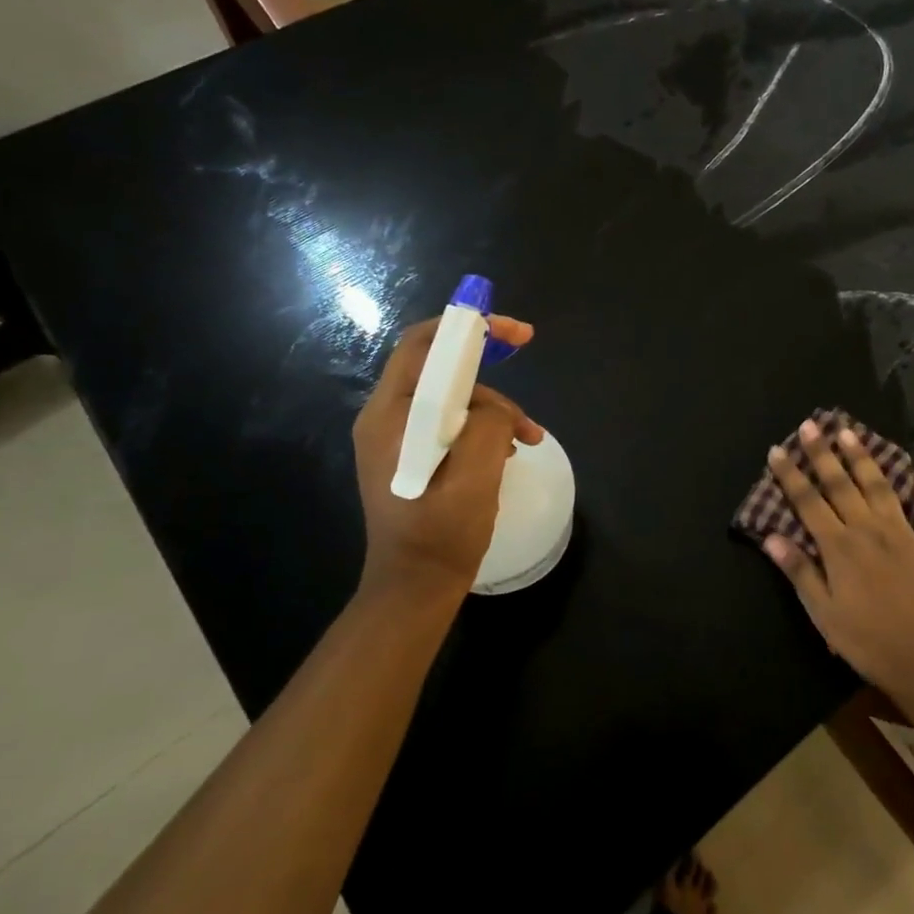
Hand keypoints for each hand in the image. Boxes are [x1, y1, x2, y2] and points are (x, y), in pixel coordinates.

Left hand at [352, 315, 543, 601]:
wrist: (415, 587)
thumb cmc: (442, 535)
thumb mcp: (476, 476)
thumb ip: (488, 424)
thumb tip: (495, 408)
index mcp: (391, 416)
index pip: (423, 345)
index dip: (468, 326)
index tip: (514, 331)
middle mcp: (386, 417)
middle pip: (439, 366)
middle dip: (487, 366)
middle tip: (525, 368)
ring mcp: (396, 437)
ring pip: (451, 395)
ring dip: (493, 406)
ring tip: (527, 438)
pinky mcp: (410, 453)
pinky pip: (449, 420)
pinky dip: (482, 425)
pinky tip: (508, 450)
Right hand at [763, 420, 913, 699]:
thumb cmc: (866, 641)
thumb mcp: (823, 613)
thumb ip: (799, 571)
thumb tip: (772, 536)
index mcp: (839, 547)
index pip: (808, 502)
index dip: (791, 475)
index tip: (777, 450)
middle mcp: (869, 530)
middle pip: (842, 484)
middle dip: (823, 454)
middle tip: (811, 425)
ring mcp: (904, 534)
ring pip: (881, 487)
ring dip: (864, 459)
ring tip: (851, 434)